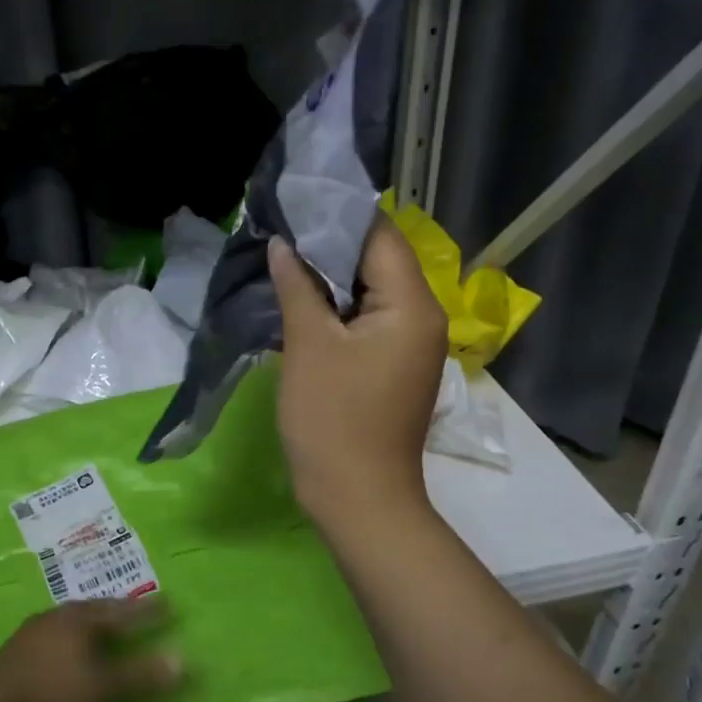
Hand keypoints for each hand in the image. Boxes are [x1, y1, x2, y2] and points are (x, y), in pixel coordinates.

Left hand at [0, 597, 184, 701]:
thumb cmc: (52, 694)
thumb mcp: (103, 688)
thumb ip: (141, 675)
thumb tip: (182, 659)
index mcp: (81, 619)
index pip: (122, 610)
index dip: (147, 611)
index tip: (168, 604)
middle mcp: (58, 616)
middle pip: (95, 609)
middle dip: (118, 611)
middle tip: (136, 611)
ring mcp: (33, 631)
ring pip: (72, 620)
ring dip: (92, 623)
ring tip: (104, 627)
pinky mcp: (16, 650)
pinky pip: (55, 634)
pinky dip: (72, 637)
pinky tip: (68, 649)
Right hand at [269, 219, 446, 527]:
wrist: (358, 499)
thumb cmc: (334, 420)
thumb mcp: (309, 347)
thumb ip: (297, 287)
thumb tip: (284, 244)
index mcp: (412, 304)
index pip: (379, 236)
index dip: (337, 216)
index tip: (295, 202)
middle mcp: (421, 316)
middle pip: (377, 261)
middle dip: (329, 246)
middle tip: (281, 229)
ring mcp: (409, 344)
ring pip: (369, 292)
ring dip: (329, 278)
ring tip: (284, 258)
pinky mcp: (392, 366)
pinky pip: (366, 321)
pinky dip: (336, 308)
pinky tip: (300, 301)